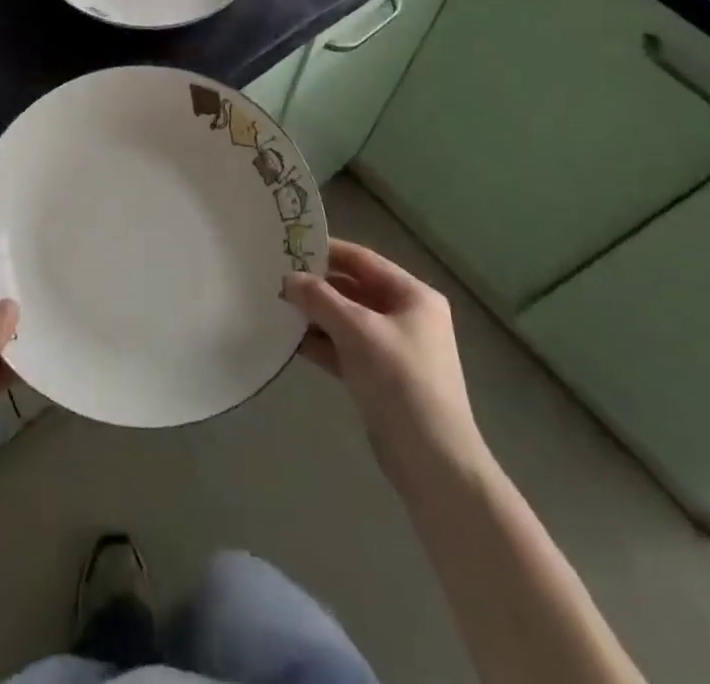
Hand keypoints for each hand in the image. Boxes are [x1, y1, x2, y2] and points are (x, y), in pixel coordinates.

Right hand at [283, 239, 489, 490]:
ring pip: (347, 321)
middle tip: (275, 278)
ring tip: (276, 307)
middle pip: (354, 289)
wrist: (433, 463)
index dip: (326, 251)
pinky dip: (322, 344)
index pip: (362, 260)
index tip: (288, 246)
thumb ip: (320, 299)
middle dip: (317, 286)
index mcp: (413, 296)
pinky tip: (291, 341)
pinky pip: (346, 349)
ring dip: (316, 316)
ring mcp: (394, 349)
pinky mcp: (381, 378)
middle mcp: (407, 316)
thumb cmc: (401, 381)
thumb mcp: (357, 331)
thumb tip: (288, 279)